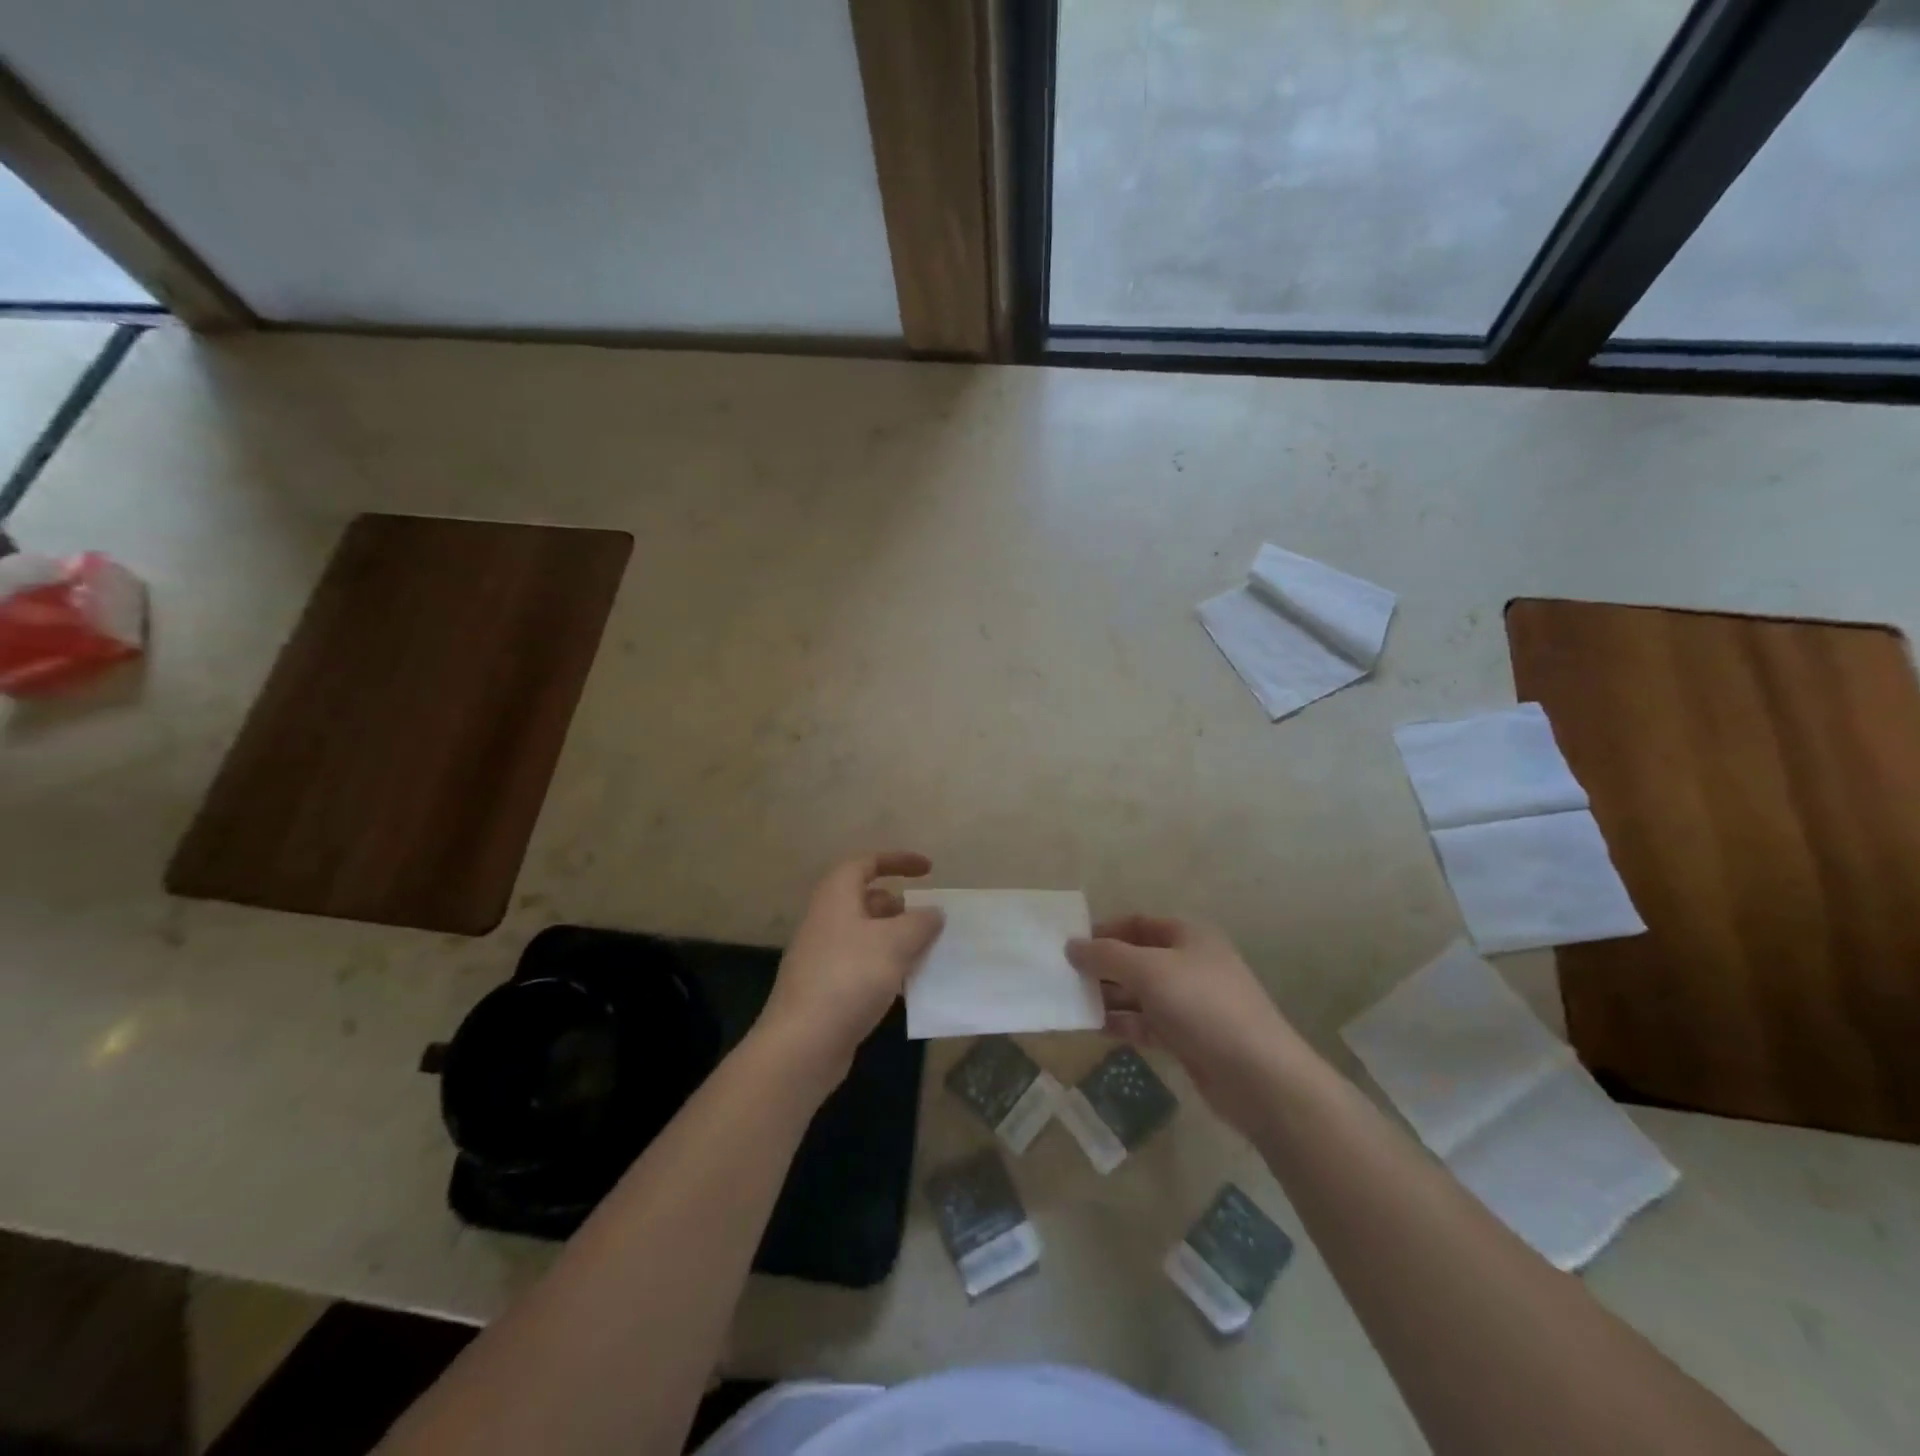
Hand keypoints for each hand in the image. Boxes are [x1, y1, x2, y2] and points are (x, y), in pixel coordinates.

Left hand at [758, 852, 944, 1082]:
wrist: (803, 1043)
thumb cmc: (850, 977)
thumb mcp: (895, 943)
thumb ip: (920, 922)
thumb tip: (933, 912)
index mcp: (836, 897)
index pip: (866, 863)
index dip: (897, 861)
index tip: (929, 870)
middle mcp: (825, 920)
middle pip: (865, 900)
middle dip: (899, 907)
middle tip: (928, 920)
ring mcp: (822, 956)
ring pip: (865, 935)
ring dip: (895, 940)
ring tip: (926, 953)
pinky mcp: (825, 988)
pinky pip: (861, 965)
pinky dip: (885, 967)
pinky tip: (906, 987)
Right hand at [1067, 915, 1301, 1135]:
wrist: (1258, 1076)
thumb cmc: (1202, 1006)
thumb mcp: (1148, 971)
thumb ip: (1106, 956)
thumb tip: (1071, 945)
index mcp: (1189, 936)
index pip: (1138, 924)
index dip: (1104, 931)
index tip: (1070, 945)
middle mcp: (1190, 964)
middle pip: (1137, 958)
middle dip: (1102, 966)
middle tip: (1064, 976)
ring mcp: (1191, 1003)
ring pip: (1140, 993)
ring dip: (1108, 997)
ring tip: (1071, 1003)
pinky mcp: (1189, 1038)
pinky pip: (1147, 1023)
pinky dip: (1123, 1023)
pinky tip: (1096, 1028)